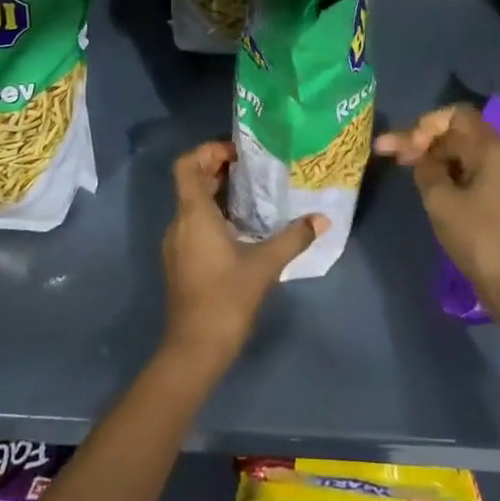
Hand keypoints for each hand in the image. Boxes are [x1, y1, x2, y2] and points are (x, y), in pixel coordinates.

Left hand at [160, 140, 325, 373]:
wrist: (194, 349)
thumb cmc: (226, 298)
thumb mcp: (265, 265)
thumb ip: (294, 238)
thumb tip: (322, 219)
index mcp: (193, 214)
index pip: (187, 165)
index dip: (208, 151)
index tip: (238, 154)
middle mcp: (179, 223)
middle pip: (192, 182)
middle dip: (219, 170)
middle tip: (254, 169)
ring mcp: (177, 244)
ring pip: (193, 205)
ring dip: (219, 194)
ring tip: (254, 196)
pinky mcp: (181, 262)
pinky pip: (194, 225)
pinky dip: (215, 217)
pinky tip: (243, 230)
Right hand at [375, 105, 499, 346]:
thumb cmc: (479, 238)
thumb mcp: (441, 201)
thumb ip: (426, 169)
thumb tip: (420, 156)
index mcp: (492, 149)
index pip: (456, 115)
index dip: (426, 124)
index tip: (408, 147)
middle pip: (455, 133)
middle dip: (421, 139)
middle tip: (387, 152)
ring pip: (459, 154)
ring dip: (430, 157)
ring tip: (400, 166)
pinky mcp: (497, 199)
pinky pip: (466, 173)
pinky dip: (444, 174)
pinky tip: (423, 183)